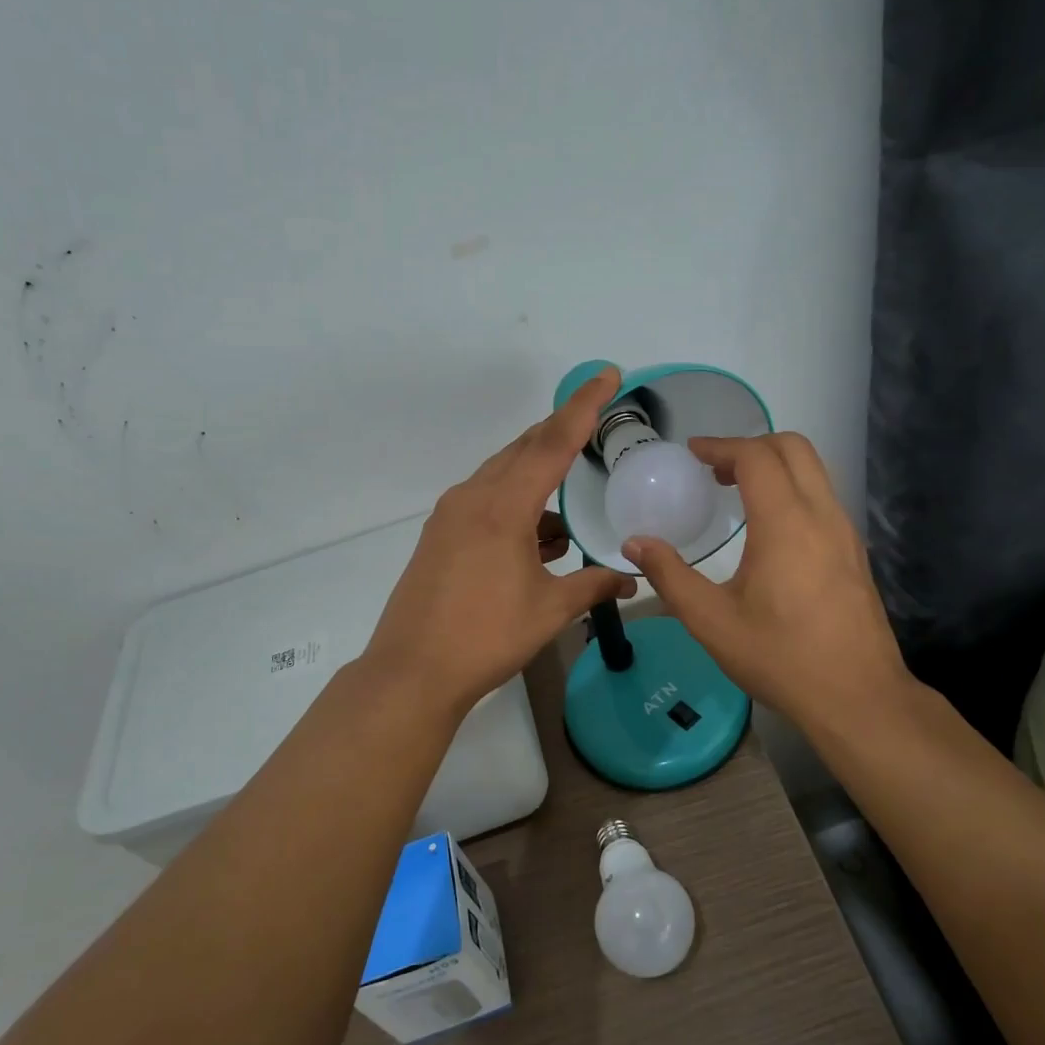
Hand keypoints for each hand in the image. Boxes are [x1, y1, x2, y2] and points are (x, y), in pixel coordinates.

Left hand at [365, 368, 636, 715]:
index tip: (606, 374)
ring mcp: (451, 515)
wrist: (412, 670)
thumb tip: (632, 579)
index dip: (583, 406)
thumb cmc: (486, 636)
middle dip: (560, 432)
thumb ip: (593, 586)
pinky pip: (486, 501)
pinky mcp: (440, 535)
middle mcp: (473, 497)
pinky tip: (539, 535)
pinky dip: (517, 505)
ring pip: (502, 475)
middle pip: (523, 448)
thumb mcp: (549, 610)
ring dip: (538, 475)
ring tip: (570, 492)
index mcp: (503, 506)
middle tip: (595, 421)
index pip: (552, 442)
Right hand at [621, 433, 908, 737]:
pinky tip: (768, 528)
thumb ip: (670, 576)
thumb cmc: (780, 657)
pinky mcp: (855, 552)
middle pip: (794, 448)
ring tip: (736, 492)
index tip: (692, 453)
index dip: (721, 446)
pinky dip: (792, 489)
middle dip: (751, 446)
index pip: (756, 457)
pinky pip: (823, 497)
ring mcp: (845, 532)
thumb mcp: (711, 621)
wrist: (858, 697)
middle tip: (713, 470)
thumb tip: (635, 544)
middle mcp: (821, 515)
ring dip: (774, 466)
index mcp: (785, 523)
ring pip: (814, 470)